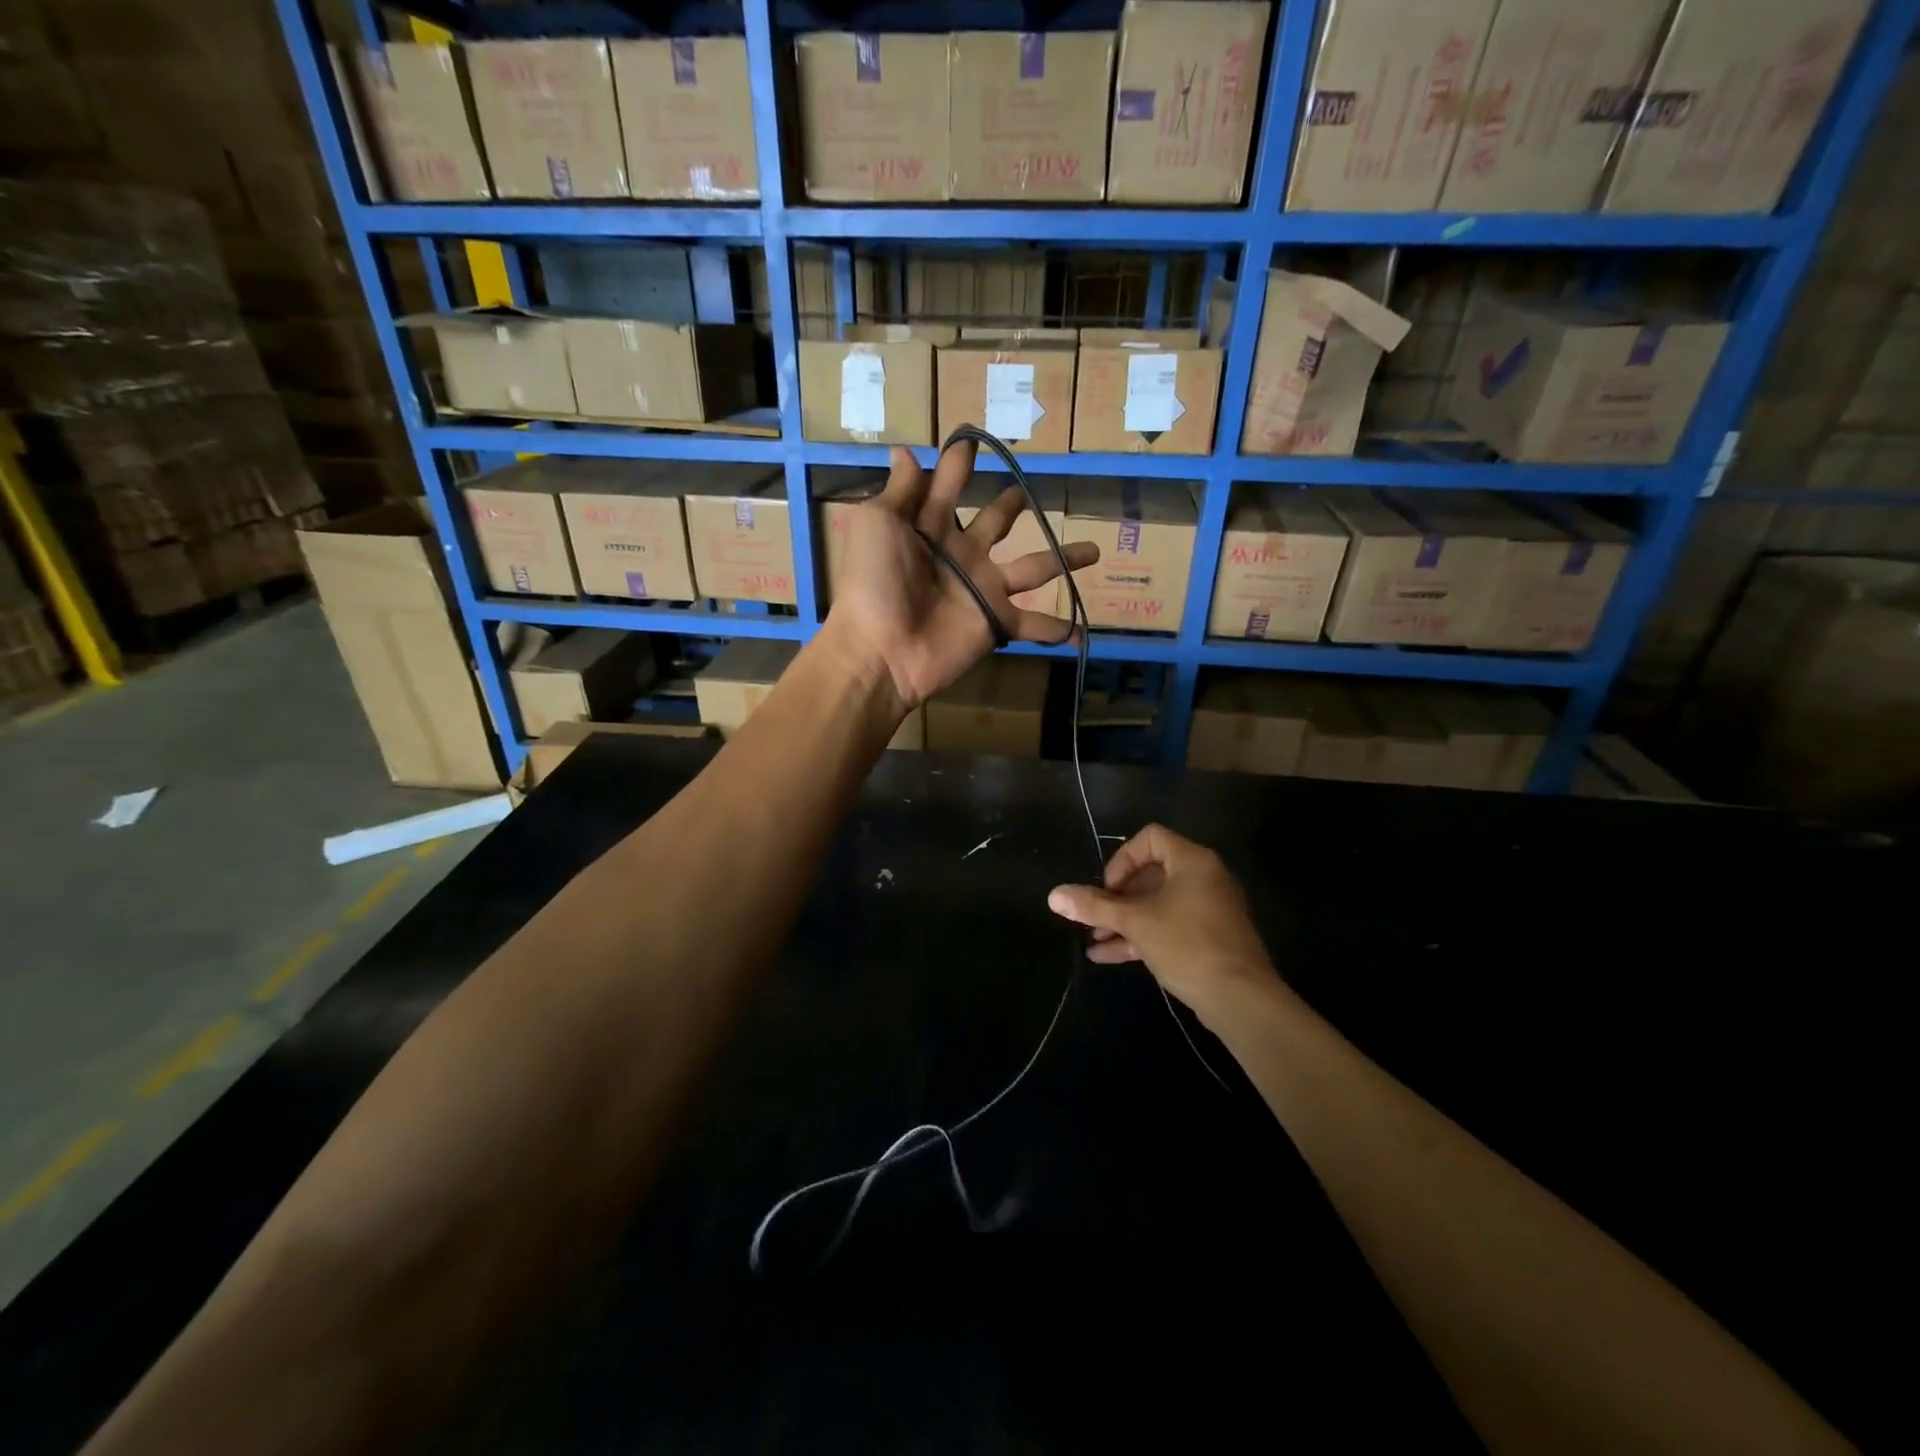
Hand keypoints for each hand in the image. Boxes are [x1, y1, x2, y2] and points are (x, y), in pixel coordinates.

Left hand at [826, 443, 1098, 709]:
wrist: (881, 648)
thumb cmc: (873, 580)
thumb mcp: (878, 523)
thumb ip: (899, 490)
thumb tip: (904, 449)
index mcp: (930, 527)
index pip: (947, 486)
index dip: (958, 464)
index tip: (972, 438)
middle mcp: (962, 554)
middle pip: (995, 523)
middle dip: (1010, 507)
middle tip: (1024, 491)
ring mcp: (983, 590)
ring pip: (1034, 568)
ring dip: (1063, 558)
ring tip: (1094, 549)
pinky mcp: (996, 622)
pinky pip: (1033, 625)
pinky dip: (1058, 629)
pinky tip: (1082, 632)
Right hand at [1047, 824, 1274, 1014]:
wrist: (1241, 999)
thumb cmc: (1187, 944)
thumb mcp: (1135, 923)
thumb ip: (1094, 906)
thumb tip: (1054, 895)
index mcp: (1192, 861)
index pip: (1150, 838)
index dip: (1122, 859)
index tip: (1108, 889)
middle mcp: (1203, 878)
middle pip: (1150, 873)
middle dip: (1116, 897)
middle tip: (1095, 917)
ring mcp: (1207, 909)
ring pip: (1156, 904)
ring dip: (1123, 920)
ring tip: (1093, 940)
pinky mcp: (1208, 937)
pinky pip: (1168, 925)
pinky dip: (1140, 935)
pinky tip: (1107, 956)